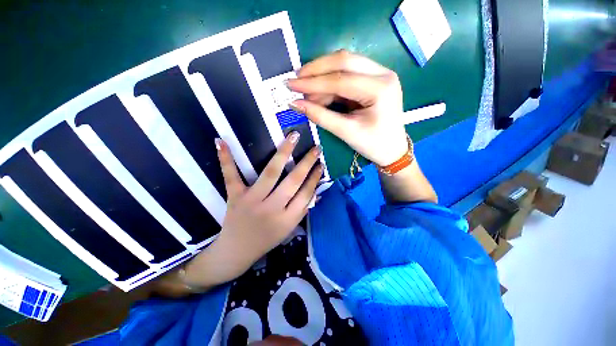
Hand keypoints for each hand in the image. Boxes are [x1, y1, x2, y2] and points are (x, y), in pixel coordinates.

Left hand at [183, 133, 322, 285]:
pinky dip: (225, 159)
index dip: (315, 178)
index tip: (321, 164)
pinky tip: (221, 141)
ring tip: (294, 137)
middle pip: (293, 181)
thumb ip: (303, 210)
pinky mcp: (235, 197)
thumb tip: (316, 193)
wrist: (237, 252)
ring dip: (284, 153)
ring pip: (271, 173)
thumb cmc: (266, 240)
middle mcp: (272, 208)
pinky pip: (231, 176)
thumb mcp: (289, 229)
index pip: (306, 193)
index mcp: (287, 219)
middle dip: (307, 163)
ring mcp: (252, 201)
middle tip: (316, 148)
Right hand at [287, 50, 407, 166]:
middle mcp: (383, 74)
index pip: (340, 79)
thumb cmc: (373, 144)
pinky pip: (347, 74)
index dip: (312, 82)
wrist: (392, 150)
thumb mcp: (346, 132)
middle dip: (316, 70)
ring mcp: (379, 74)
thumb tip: (295, 104)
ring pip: (345, 64)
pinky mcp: (373, 80)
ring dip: (322, 77)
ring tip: (306, 93)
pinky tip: (319, 94)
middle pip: (344, 60)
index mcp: (380, 89)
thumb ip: (320, 116)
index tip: (290, 84)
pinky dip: (330, 83)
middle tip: (296, 80)